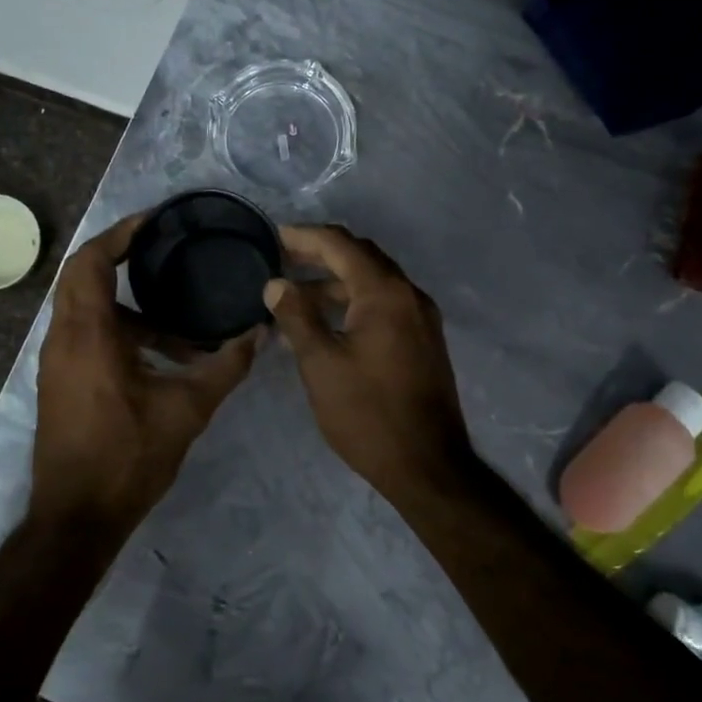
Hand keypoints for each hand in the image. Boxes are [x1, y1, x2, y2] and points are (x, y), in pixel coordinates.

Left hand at [33, 214, 261, 526]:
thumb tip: (260, 333)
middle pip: (83, 277)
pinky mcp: (61, 382)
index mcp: (88, 335)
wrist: (76, 519)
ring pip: (87, 310)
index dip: (119, 234)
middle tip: (166, 252)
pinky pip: (87, 335)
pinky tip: (162, 356)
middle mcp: (63, 339)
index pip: (90, 262)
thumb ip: (226, 367)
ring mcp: (57, 362)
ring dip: (129, 307)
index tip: (154, 222)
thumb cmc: (128, 458)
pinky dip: (120, 330)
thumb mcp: (187, 410)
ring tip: (181, 323)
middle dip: (122, 260)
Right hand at [263, 225, 475, 492]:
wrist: (428, 465)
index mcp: (385, 292)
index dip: (304, 236)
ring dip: (335, 282)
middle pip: (360, 256)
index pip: (340, 244)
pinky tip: (327, 323)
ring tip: (295, 296)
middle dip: (320, 254)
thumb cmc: (368, 413)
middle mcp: (409, 294)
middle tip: (282, 259)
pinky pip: (385, 305)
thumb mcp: (321, 364)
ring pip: (373, 282)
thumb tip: (276, 283)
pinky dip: (354, 303)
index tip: (273, 236)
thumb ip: (296, 316)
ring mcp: (421, 317)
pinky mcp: (423, 340)